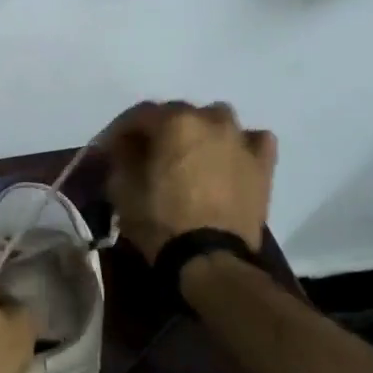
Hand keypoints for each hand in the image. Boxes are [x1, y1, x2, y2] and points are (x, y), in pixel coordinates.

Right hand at [101, 100, 275, 261]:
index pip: (139, 114)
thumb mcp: (122, 188)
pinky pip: (252, 141)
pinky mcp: (262, 165)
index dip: (120, 130)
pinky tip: (228, 158)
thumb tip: (125, 146)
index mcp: (174, 122)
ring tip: (188, 155)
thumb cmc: (160, 221)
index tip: (109, 148)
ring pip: (216, 120)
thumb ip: (121, 157)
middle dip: (159, 129)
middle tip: (145, 153)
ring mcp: (240, 140)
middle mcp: (210, 120)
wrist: (210, 259)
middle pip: (178, 114)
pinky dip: (238, 145)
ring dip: (199, 131)